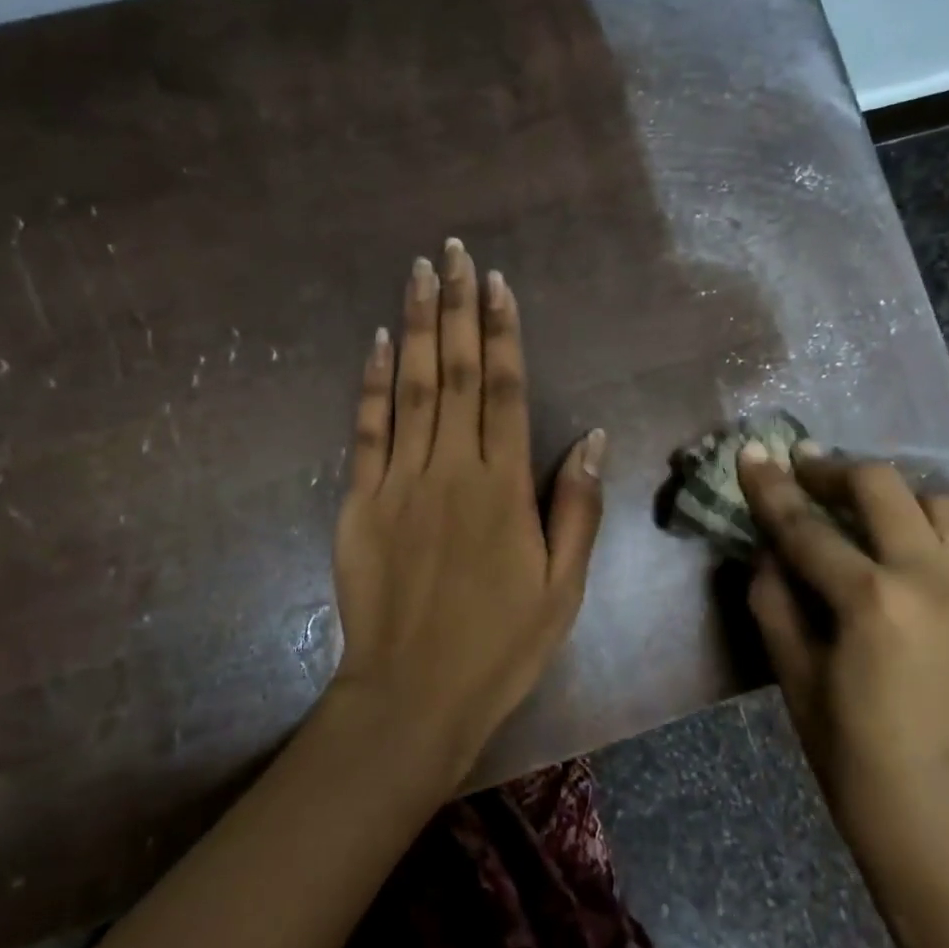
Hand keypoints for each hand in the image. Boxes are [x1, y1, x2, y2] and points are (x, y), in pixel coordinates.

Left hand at [329, 242, 605, 784]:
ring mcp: (399, 483)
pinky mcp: (358, 503)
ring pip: (410, 389)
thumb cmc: (500, 646)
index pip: (504, 391)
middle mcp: (451, 470)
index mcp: (504, 489)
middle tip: (454, 252)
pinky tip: (378, 343)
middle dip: (457, 308)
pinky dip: (371, 384)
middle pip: (455, 373)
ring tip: (419, 274)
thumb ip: (576, 508)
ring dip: (416, 327)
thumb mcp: (563, 588)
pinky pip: (366, 431)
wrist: (413, 695)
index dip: (501, 333)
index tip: (497, 284)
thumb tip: (590, 437)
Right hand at [738, 444, 948, 921]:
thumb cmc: (860, 771)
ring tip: (871, 518)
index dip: (771, 487)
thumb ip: (775, 606)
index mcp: (873, 602)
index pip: (806, 526)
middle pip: (882, 486)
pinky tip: (923, 566)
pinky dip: (942, 540)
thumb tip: (768, 554)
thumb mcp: (797, 686)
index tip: (751, 452)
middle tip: (808, 474)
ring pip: (943, 506)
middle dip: (835, 470)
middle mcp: (936, 581)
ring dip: (897, 499)